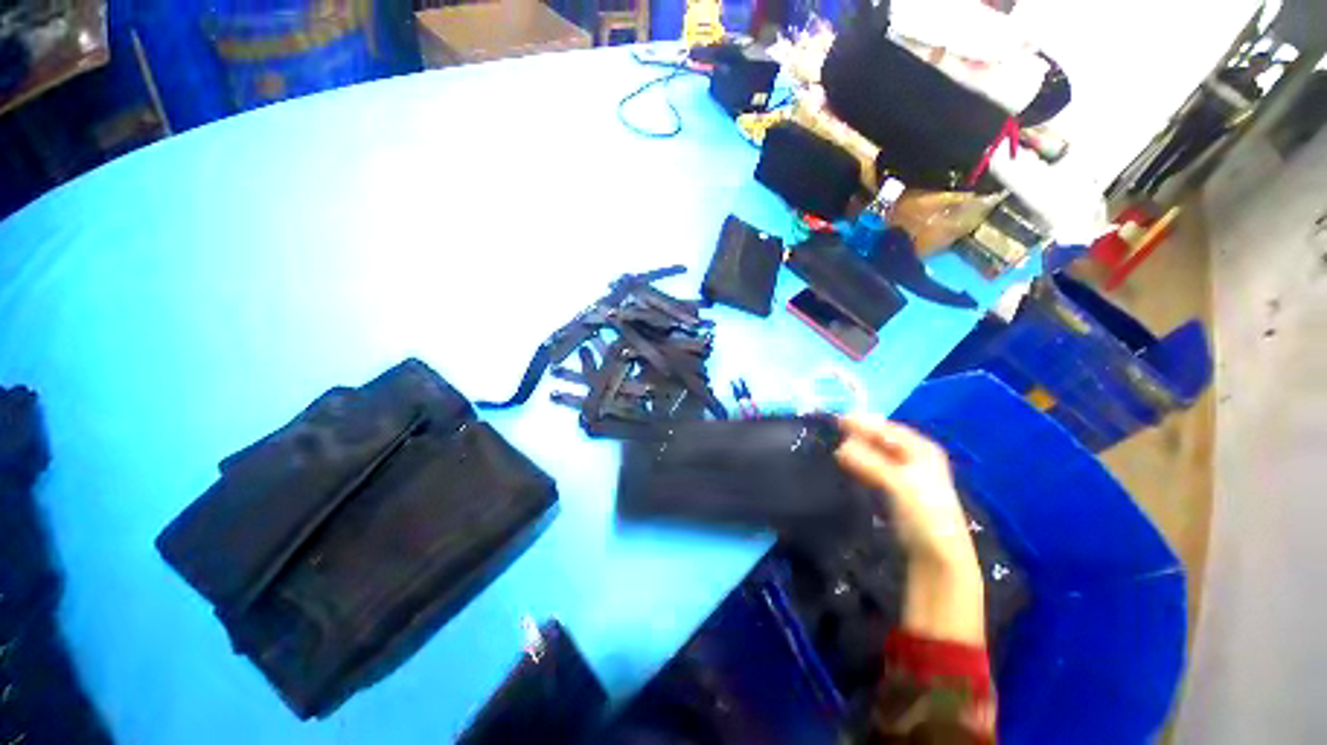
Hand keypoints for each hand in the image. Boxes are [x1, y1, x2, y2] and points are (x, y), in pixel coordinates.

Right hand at [835, 415, 985, 644]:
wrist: (938, 557)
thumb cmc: (924, 515)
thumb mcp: (899, 484)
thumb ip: (869, 462)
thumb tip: (840, 446)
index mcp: (923, 449)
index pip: (888, 428)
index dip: (864, 423)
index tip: (837, 421)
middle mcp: (916, 457)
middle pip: (882, 439)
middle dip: (859, 435)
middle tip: (833, 433)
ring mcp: (906, 474)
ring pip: (876, 454)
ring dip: (858, 450)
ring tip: (834, 448)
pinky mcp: (896, 489)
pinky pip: (874, 468)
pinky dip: (860, 464)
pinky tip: (846, 464)